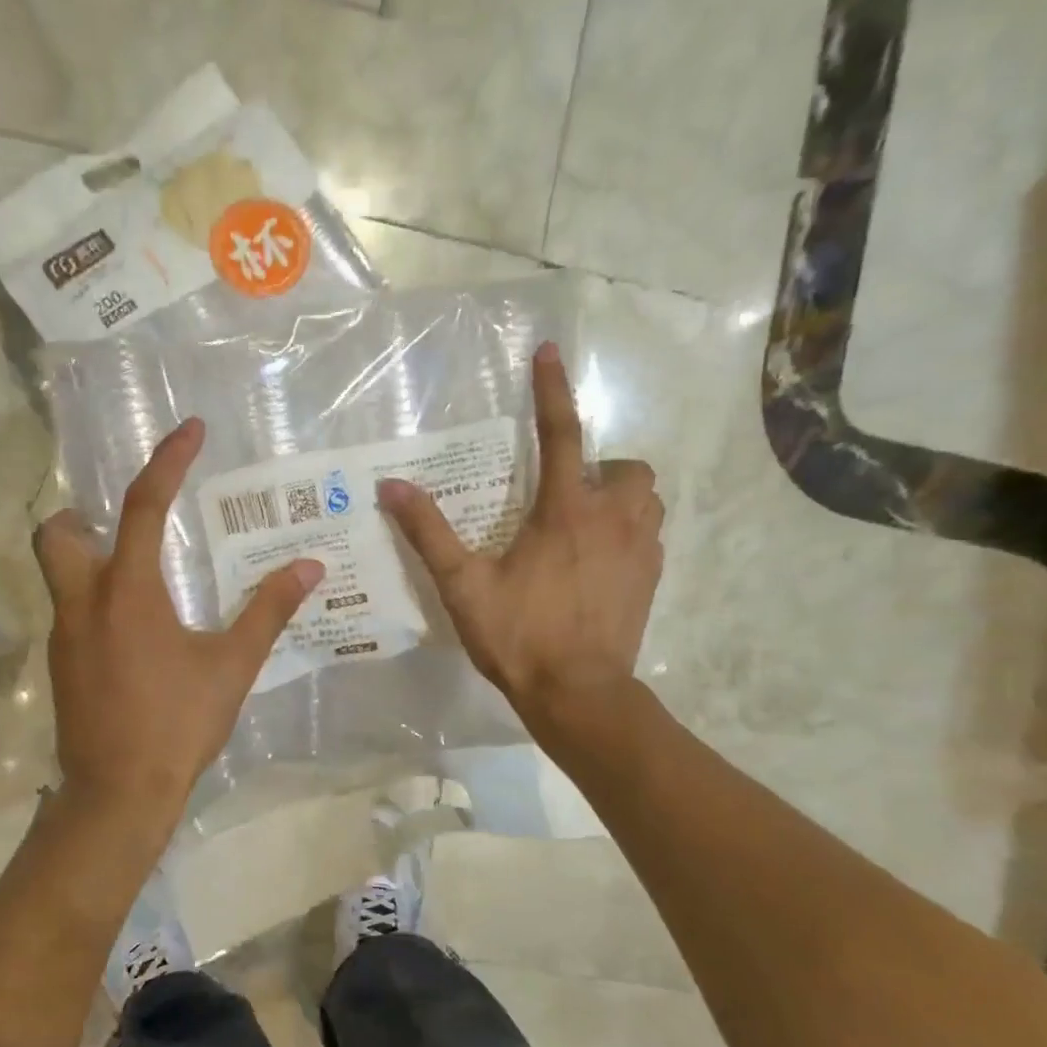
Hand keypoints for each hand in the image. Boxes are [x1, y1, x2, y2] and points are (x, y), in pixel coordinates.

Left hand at [36, 417, 323, 827]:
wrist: (118, 795)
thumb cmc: (178, 723)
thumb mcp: (232, 665)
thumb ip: (268, 610)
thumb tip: (310, 567)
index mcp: (128, 592)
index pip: (142, 505)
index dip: (168, 461)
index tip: (190, 430)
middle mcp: (83, 603)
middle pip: (58, 533)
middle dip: (85, 514)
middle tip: (129, 524)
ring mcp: (63, 636)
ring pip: (57, 574)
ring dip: (90, 558)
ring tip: (143, 575)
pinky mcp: (60, 666)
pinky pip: (70, 612)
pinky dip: (96, 599)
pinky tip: (135, 632)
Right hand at [379, 342, 662, 722]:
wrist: (579, 695)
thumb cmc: (519, 636)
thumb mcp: (464, 585)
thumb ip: (429, 534)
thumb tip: (392, 487)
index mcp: (567, 511)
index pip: (562, 434)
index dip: (553, 389)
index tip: (549, 351)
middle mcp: (614, 519)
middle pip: (628, 466)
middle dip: (604, 467)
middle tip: (568, 493)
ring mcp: (641, 550)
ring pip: (649, 498)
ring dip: (623, 497)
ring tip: (587, 522)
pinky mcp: (653, 579)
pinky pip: (653, 534)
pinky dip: (632, 531)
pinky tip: (602, 560)